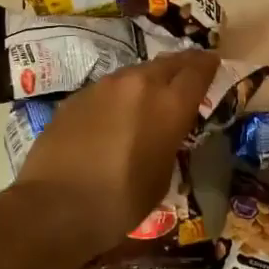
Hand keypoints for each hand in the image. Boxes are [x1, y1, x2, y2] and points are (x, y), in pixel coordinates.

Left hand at [14, 49, 219, 261]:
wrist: (54, 206)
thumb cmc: (119, 202)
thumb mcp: (161, 178)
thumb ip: (169, 143)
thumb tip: (164, 132)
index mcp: (168, 105)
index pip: (197, 71)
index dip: (209, 65)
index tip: (214, 62)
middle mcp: (139, 84)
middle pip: (169, 62)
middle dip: (182, 65)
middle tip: (190, 72)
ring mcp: (105, 85)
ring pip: (137, 72)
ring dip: (150, 79)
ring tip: (152, 95)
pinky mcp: (78, 95)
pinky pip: (110, 88)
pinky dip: (121, 95)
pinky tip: (116, 115)